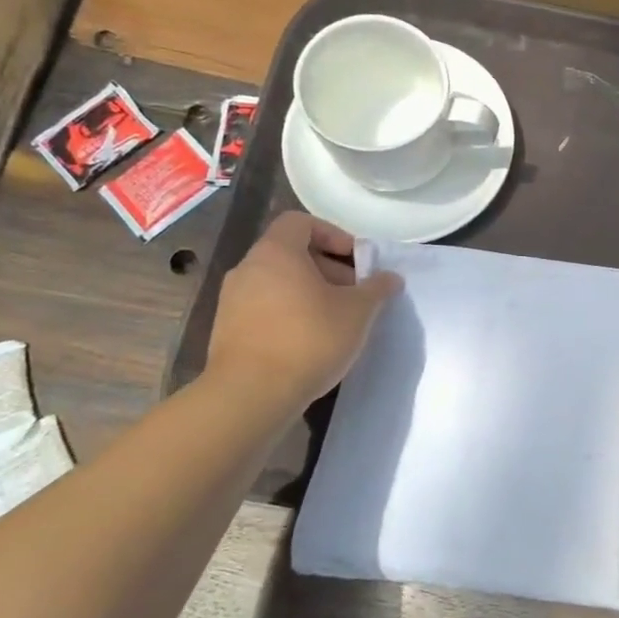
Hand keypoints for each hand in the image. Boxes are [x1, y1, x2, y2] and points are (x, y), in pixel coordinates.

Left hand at [205, 213, 399, 409]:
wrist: (251, 395)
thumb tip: (390, 277)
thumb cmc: (310, 338)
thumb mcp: (358, 311)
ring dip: (311, 294)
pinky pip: (266, 309)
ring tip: (338, 321)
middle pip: (292, 254)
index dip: (334, 235)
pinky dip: (291, 315)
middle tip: (355, 295)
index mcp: (276, 253)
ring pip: (279, 283)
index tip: (357, 261)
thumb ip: (377, 288)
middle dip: (328, 269)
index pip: (301, 222)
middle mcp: (248, 268)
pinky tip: (312, 342)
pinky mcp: (228, 331)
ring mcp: (232, 301)